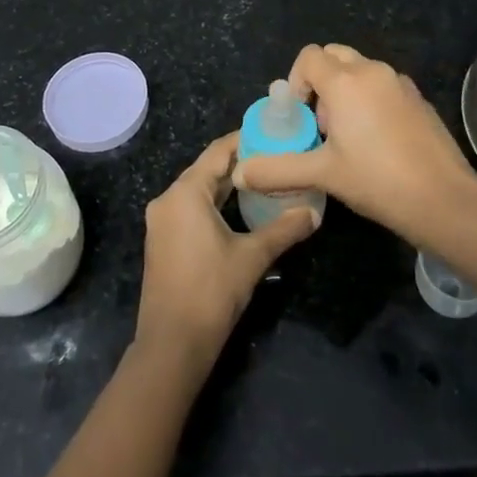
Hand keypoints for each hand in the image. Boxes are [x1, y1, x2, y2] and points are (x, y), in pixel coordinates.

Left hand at [135, 133, 318, 376]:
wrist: (172, 344)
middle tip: (275, 156)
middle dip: (240, 162)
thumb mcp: (252, 256)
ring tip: (264, 179)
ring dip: (228, 184)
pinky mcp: (162, 240)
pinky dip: (214, 202)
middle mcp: (168, 199)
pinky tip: (239, 209)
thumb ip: (284, 229)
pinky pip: (190, 208)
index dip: (245, 140)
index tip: (273, 133)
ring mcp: (162, 221)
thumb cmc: (211, 291)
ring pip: (198, 190)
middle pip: (207, 169)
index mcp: (185, 193)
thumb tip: (314, 212)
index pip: (218, 151)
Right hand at [232, 44, 476, 244]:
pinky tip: (376, 143)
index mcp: (346, 82)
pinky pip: (383, 86)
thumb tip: (240, 173)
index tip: (300, 116)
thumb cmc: (377, 180)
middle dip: (320, 82)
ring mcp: (400, 83)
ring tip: (346, 137)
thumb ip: (277, 170)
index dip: (296, 81)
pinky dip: (370, 100)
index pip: (309, 56)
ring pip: (360, 70)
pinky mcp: (418, 99)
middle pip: (334, 56)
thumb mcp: (322, 175)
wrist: (443, 199)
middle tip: (321, 124)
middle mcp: (373, 71)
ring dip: (345, 91)